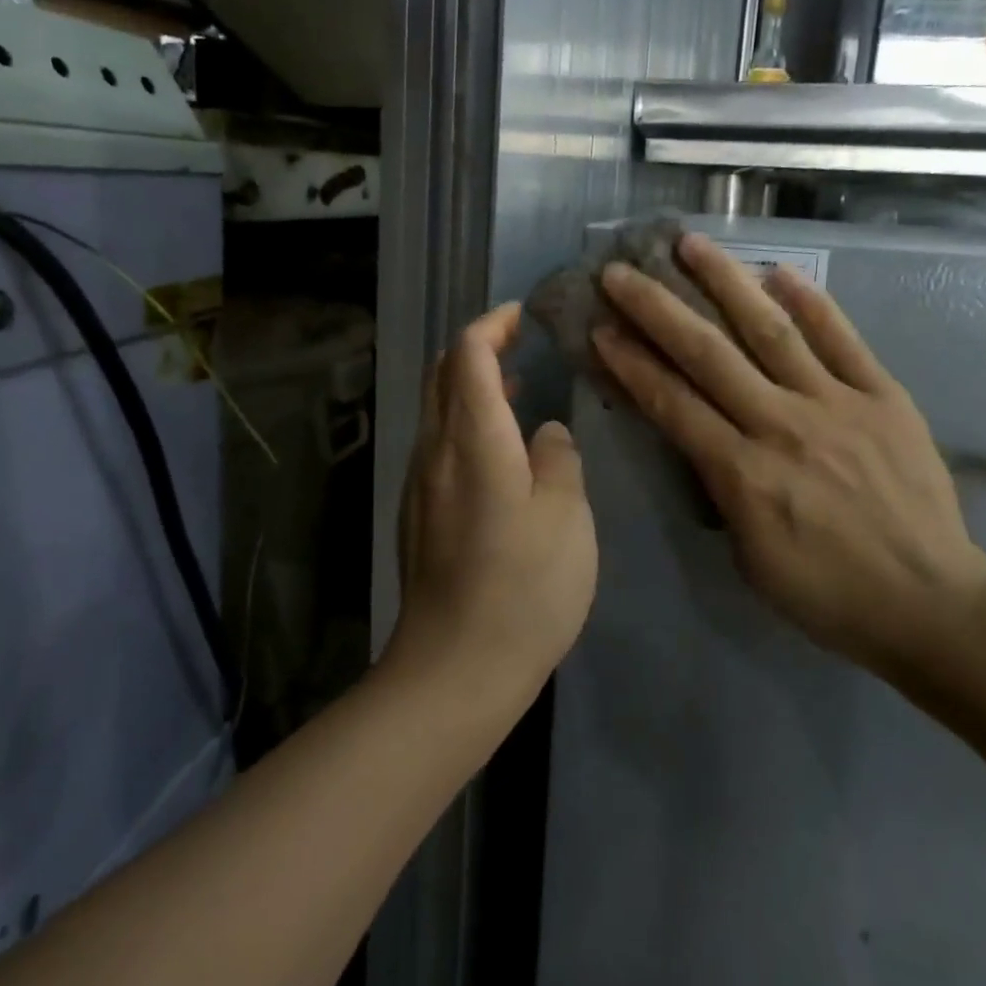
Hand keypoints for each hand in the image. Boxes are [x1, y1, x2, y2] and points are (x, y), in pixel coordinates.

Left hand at [390, 303, 598, 708]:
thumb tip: (544, 434)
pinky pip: (439, 446)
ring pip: (437, 411)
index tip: (521, 316)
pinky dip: (466, 425)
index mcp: (473, 438)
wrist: (454, 669)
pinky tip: (500, 453)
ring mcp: (420, 485)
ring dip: (470, 388)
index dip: (492, 324)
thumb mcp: (566, 516)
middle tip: (519, 344)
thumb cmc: (523, 588)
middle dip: (477, 348)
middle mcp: (435, 450)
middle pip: (442, 375)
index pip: (467, 353)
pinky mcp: (418, 516)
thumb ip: (558, 459)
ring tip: (516, 391)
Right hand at [592, 234, 985, 680]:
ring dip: (726, 282)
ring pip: (770, 330)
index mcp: (743, 473)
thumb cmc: (828, 594)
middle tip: (622, 271)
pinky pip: (843, 340)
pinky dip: (812, 303)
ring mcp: (836, 404)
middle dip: (657, 308)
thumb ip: (722, 490)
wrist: (930, 604)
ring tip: (691, 244)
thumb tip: (706, 438)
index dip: (631, 362)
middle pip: (708, 354)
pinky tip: (781, 271)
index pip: (672, 403)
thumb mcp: (749, 557)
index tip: (600, 327)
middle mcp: (782, 425)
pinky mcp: (883, 397)